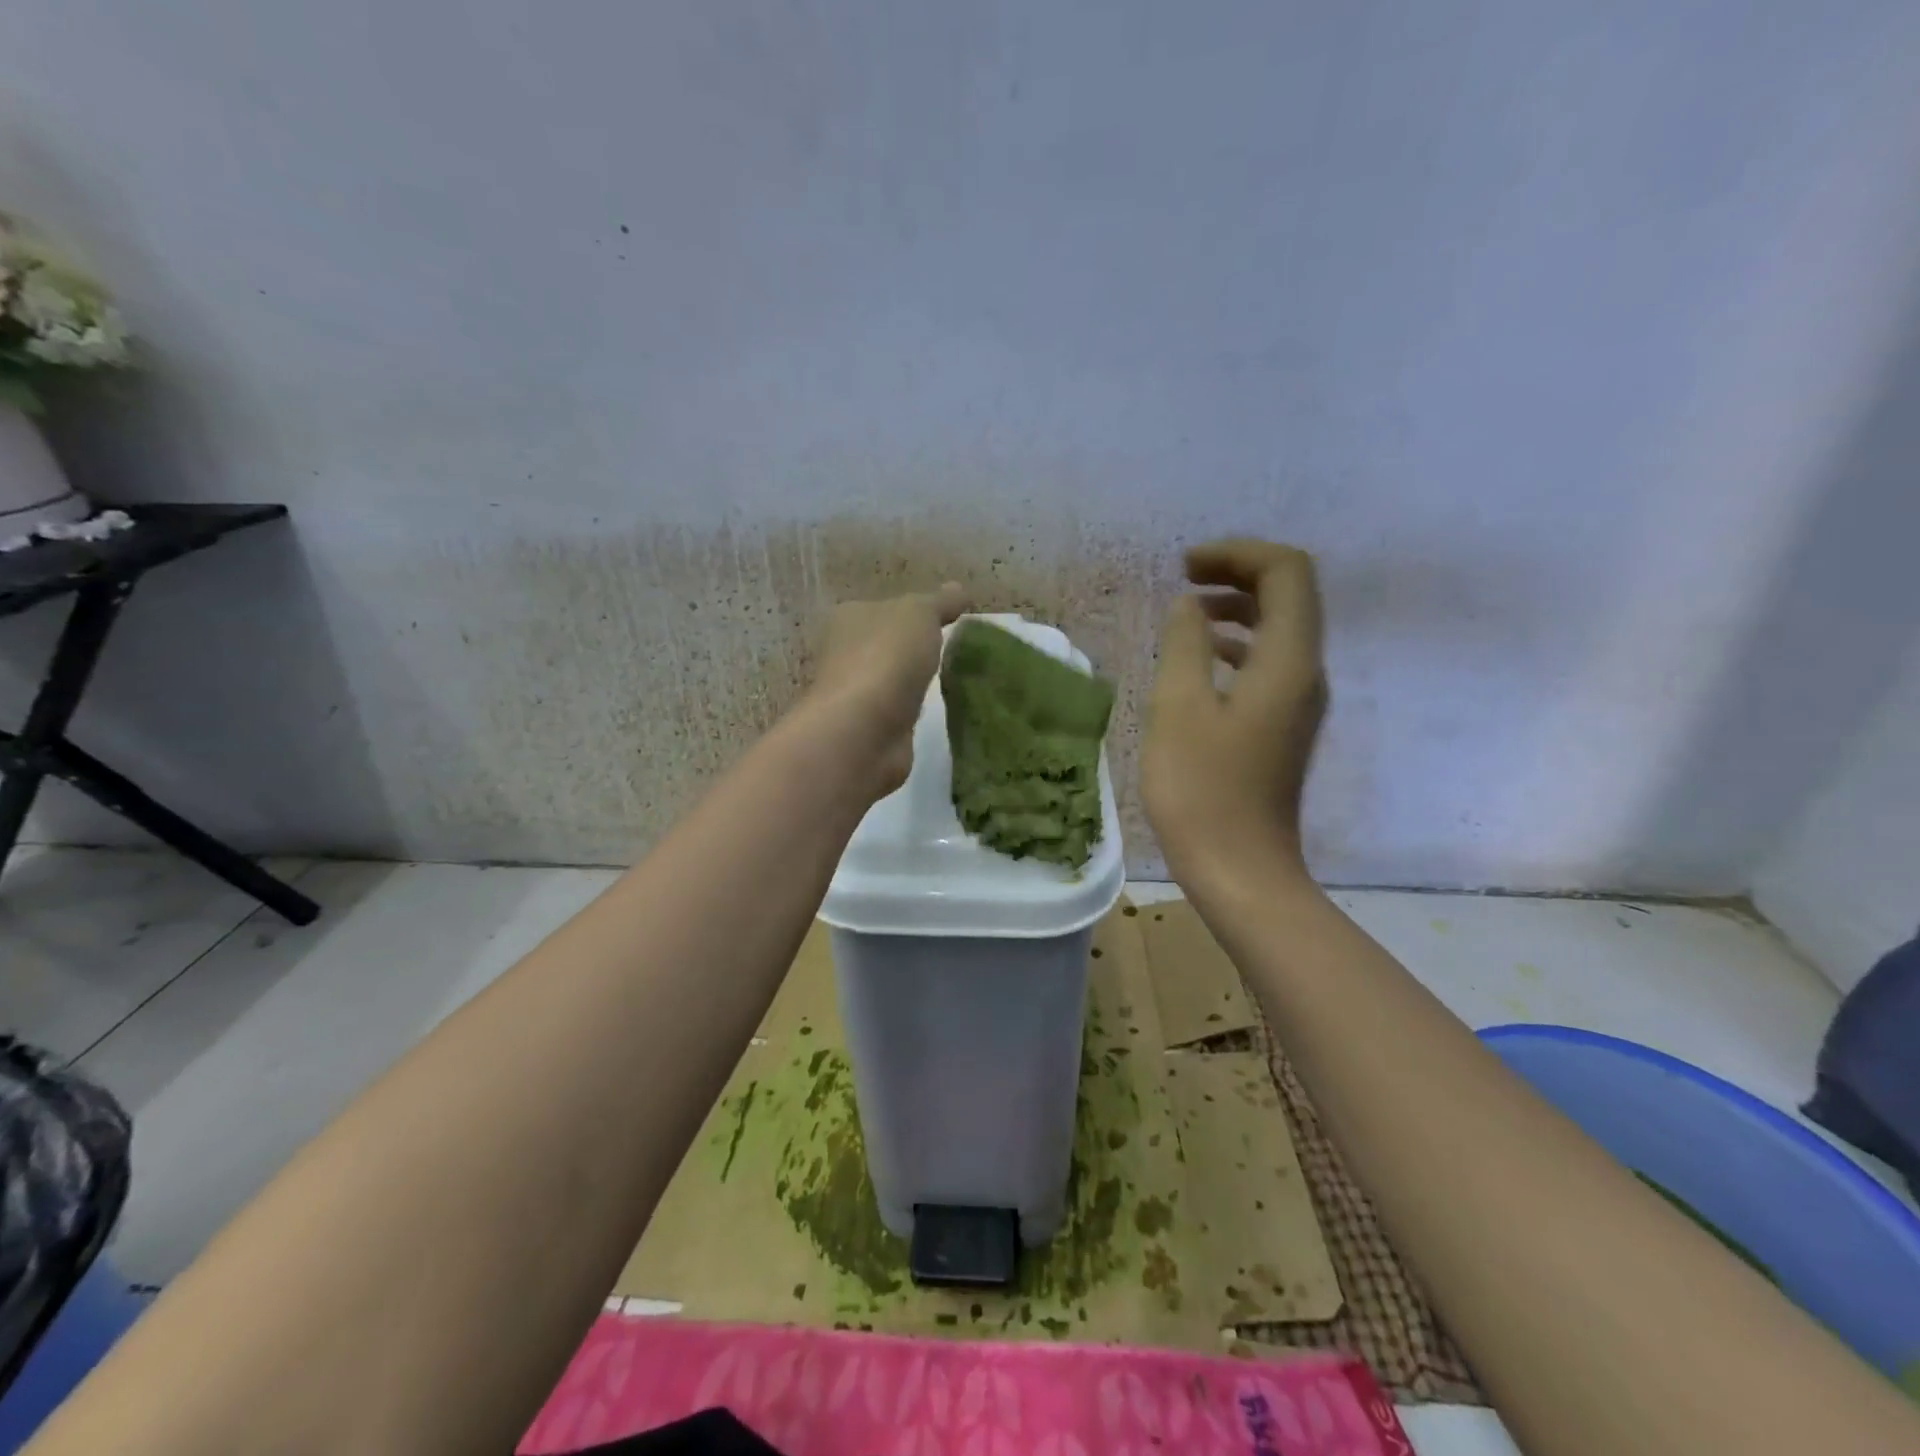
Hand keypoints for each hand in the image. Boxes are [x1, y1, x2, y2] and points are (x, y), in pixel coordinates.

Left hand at [803, 583, 969, 799]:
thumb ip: (939, 602)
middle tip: (956, 651)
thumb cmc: (886, 658)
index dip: (915, 612)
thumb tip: (958, 589)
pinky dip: (913, 711)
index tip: (949, 620)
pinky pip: (898, 712)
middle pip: (886, 645)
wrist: (864, 731)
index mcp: (850, 618)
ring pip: (892, 681)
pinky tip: (937, 711)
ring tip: (952, 681)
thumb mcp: (919, 614)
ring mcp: (857, 695)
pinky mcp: (870, 729)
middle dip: (914, 649)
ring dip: (914, 682)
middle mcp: (845, 653)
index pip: (885, 608)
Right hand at [1143, 539, 1326, 880]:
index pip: (1286, 573)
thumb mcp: (1178, 708)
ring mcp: (1299, 702)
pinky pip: (1268, 662)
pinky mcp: (1283, 726)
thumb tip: (1189, 605)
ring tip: (1186, 610)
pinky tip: (1199, 658)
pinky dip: (1237, 643)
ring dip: (1237, 607)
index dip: (1238, 554)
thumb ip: (1184, 644)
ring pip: (1279, 629)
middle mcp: (1306, 673)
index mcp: (1288, 662)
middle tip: (1184, 576)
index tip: (1187, 566)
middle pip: (1289, 595)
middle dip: (1238, 573)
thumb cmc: (1202, 791)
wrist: (1240, 870)